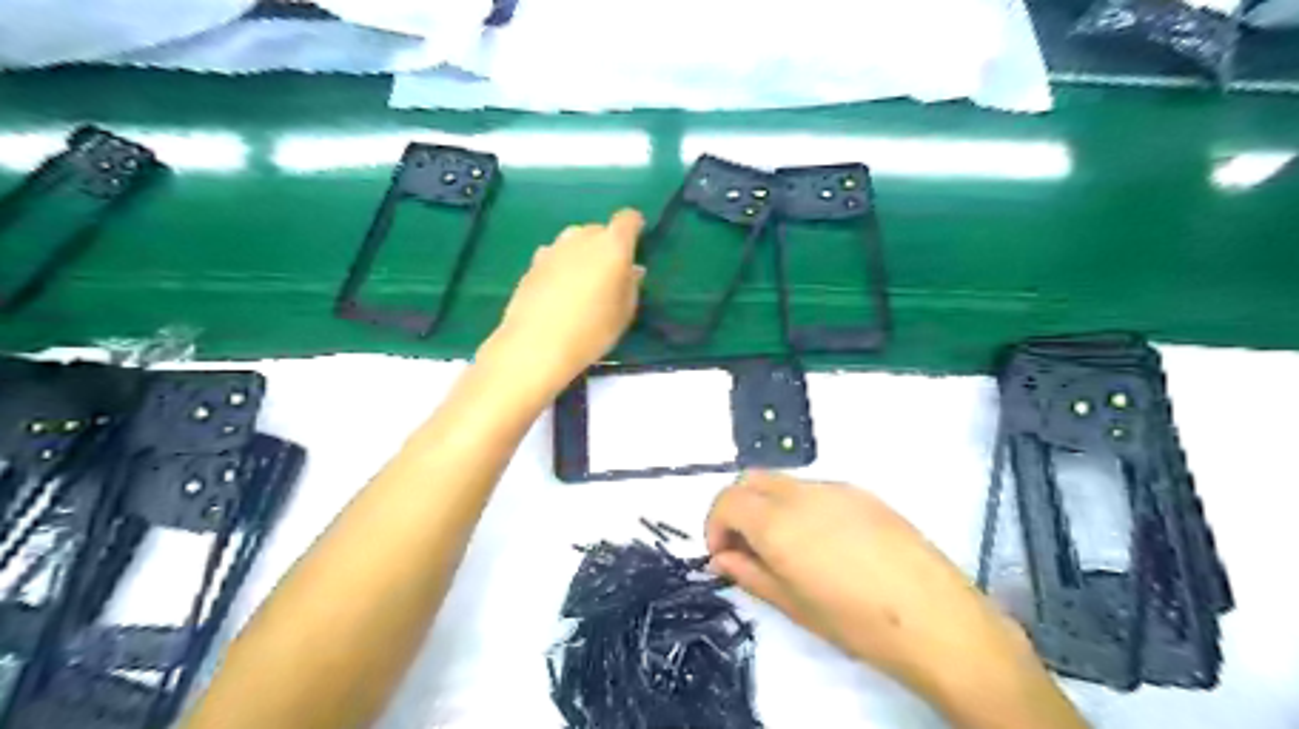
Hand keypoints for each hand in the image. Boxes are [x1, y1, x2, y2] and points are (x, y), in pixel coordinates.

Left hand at [481, 207, 643, 395]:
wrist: (536, 345)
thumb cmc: (592, 330)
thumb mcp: (624, 313)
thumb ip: (631, 285)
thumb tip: (632, 270)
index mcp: (612, 246)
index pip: (627, 219)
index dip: (634, 227)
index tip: (637, 242)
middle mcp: (582, 238)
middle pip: (598, 229)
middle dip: (607, 244)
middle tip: (610, 273)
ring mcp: (553, 249)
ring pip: (573, 240)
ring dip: (582, 252)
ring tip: (583, 280)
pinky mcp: (532, 264)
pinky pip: (554, 256)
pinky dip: (561, 265)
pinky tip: (559, 290)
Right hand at [706, 473, 1047, 710]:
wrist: (937, 619)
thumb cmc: (857, 624)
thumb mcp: (793, 605)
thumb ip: (749, 573)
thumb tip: (723, 558)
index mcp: (778, 523)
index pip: (726, 500)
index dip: (715, 525)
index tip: (723, 556)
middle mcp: (802, 493)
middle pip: (750, 480)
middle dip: (737, 509)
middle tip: (745, 548)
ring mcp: (835, 487)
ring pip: (782, 481)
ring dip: (768, 506)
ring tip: (785, 548)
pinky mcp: (862, 492)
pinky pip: (814, 488)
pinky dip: (798, 505)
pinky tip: (822, 542)